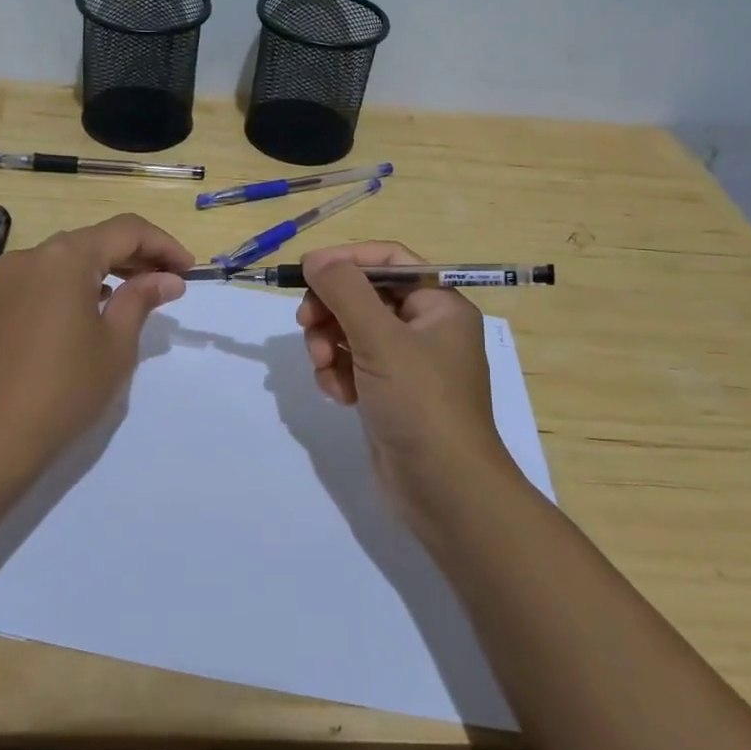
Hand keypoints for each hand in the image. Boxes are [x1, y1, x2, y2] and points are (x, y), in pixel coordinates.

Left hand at [0, 214, 191, 457]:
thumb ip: (141, 300)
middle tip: (171, 282)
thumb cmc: (64, 388)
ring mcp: (11, 278)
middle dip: (138, 255)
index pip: (126, 231)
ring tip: (141, 294)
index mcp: (66, 257)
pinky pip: (49, 277)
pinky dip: (80, 283)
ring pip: (71, 258)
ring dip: (109, 268)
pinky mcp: (0, 302)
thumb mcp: (115, 344)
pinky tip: (98, 306)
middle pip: (96, 239)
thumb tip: (168, 279)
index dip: (163, 244)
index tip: (190, 269)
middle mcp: (34, 255)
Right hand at [296, 242, 519, 527]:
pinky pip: (352, 365)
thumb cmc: (420, 402)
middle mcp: (425, 329)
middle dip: (331, 309)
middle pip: (364, 296)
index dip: (347, 260)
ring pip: (351, 331)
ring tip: (324, 367)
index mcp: (439, 305)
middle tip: (306, 323)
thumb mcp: (380, 338)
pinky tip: (337, 394)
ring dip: (328, 344)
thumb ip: (344, 290)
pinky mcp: (388, 394)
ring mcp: (406, 365)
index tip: (308, 271)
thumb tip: (315, 258)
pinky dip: (338, 373)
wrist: (444, 491)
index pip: (389, 261)